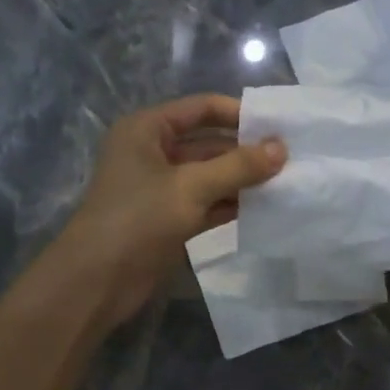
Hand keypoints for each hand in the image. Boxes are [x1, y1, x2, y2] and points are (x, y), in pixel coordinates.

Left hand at [49, 94, 285, 328]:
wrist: (97, 280)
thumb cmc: (138, 219)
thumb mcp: (190, 187)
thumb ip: (238, 166)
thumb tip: (282, 148)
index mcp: (147, 130)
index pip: (201, 109)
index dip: (239, 114)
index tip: (279, 127)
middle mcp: (153, 153)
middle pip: (208, 143)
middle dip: (246, 152)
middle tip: (292, 159)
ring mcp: (161, 188)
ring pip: (210, 176)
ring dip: (243, 181)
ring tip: (287, 183)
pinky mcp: (169, 219)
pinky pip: (207, 203)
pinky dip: (232, 205)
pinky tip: (265, 208)